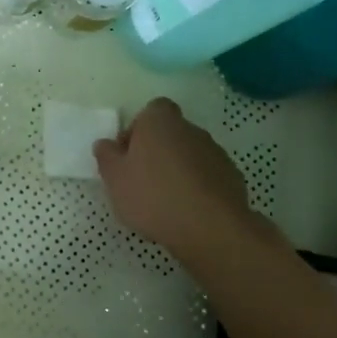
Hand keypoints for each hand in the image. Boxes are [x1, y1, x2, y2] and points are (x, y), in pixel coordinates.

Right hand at [94, 98, 266, 259]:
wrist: (210, 227)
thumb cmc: (153, 196)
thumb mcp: (115, 178)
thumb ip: (106, 156)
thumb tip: (105, 144)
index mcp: (160, 120)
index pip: (151, 111)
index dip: (138, 130)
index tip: (129, 156)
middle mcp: (190, 128)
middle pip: (170, 133)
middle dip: (157, 152)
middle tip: (142, 181)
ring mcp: (215, 152)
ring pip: (189, 156)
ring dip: (178, 171)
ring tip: (165, 202)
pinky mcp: (232, 177)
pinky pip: (207, 177)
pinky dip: (197, 188)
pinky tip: (188, 212)